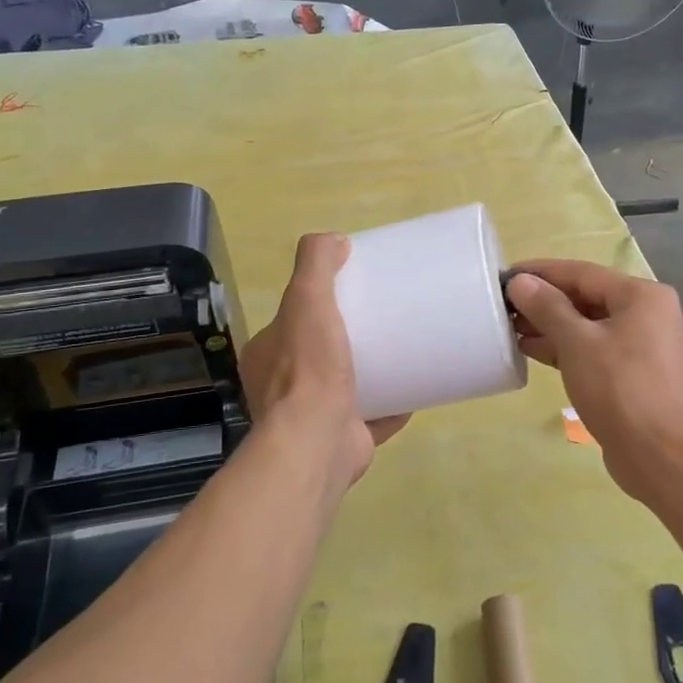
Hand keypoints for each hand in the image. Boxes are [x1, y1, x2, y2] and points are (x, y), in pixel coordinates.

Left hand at [241, 233, 407, 495]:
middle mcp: (283, 389)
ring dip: (370, 372)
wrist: (318, 442)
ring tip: (403, 349)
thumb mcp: (306, 300)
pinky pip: (373, 416)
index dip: (317, 304)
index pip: (291, 321)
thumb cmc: (308, 369)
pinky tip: (415, 389)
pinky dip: (392, 405)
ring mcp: (313, 418)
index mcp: (267, 356)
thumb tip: (336, 240)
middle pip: (320, 353)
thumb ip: (315, 264)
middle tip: (384, 318)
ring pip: (345, 386)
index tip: (351, 292)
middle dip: (348, 338)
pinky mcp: (345, 439)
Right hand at [506, 260, 682, 503]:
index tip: (504, 275)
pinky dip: (563, 348)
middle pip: (585, 297)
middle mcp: (645, 314)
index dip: (540, 272)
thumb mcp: (578, 343)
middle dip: (543, 301)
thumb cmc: (621, 390)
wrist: (663, 458)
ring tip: (509, 327)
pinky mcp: (631, 375)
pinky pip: (592, 350)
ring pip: (587, 325)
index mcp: (641, 296)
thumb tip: (520, 282)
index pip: (581, 272)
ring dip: (549, 326)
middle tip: (502, 304)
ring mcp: (640, 346)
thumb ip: (547, 308)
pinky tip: (530, 350)